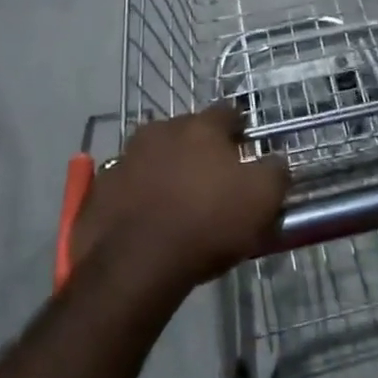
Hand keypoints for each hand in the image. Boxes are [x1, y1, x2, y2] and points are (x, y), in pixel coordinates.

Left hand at [72, 106, 288, 300]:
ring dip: (167, 169)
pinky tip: (149, 219)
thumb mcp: (262, 199)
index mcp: (201, 126)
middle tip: (213, 178)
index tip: (247, 148)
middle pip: (188, 132)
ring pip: (155, 156)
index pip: (228, 113)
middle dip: (200, 148)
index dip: (240, 130)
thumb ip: (275, 172)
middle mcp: (160, 130)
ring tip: (179, 200)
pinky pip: (129, 185)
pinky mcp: (101, 189)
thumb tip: (276, 161)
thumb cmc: (207, 223)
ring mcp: (125, 158)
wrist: (135, 265)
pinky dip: (141, 194)